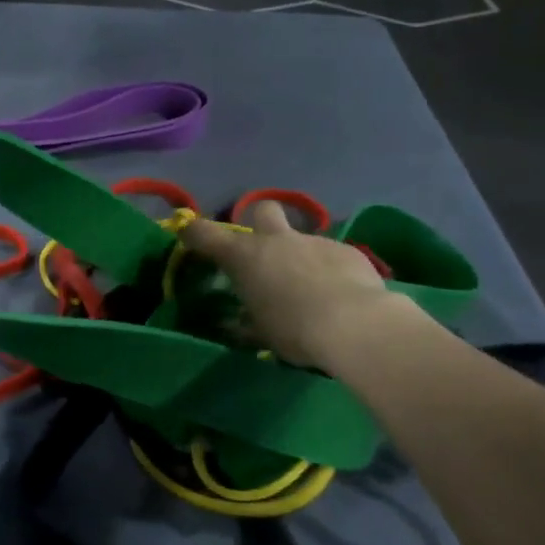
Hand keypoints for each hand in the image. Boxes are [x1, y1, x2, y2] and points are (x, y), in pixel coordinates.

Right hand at [182, 201, 396, 368]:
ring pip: (302, 240)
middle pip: (263, 211)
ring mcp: (314, 241)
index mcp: (245, 257)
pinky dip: (332, 271)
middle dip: (261, 223)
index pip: (205, 233)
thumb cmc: (294, 330)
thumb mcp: (261, 334)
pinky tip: (342, 295)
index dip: (194, 231)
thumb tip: (233, 324)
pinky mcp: (348, 251)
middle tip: (266, 250)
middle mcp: (277, 240)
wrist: (355, 325)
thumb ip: (246, 322)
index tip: (188, 233)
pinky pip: (333, 256)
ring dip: (302, 258)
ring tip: (314, 290)